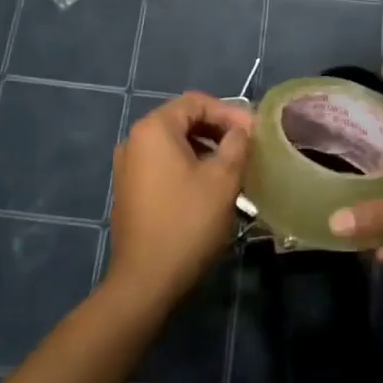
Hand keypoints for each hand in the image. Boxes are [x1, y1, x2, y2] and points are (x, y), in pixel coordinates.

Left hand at [107, 91, 252, 305]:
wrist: (146, 280)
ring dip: (205, 149)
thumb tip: (241, 130)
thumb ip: (236, 144)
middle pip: (183, 120)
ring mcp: (127, 166)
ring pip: (173, 144)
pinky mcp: (129, 190)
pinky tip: (209, 187)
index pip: (196, 102)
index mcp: (153, 129)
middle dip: (218, 130)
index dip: (229, 113)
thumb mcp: (222, 179)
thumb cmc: (187, 222)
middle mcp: (134, 140)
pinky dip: (187, 166)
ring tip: (233, 168)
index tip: (255, 133)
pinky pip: (162, 164)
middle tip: (247, 148)